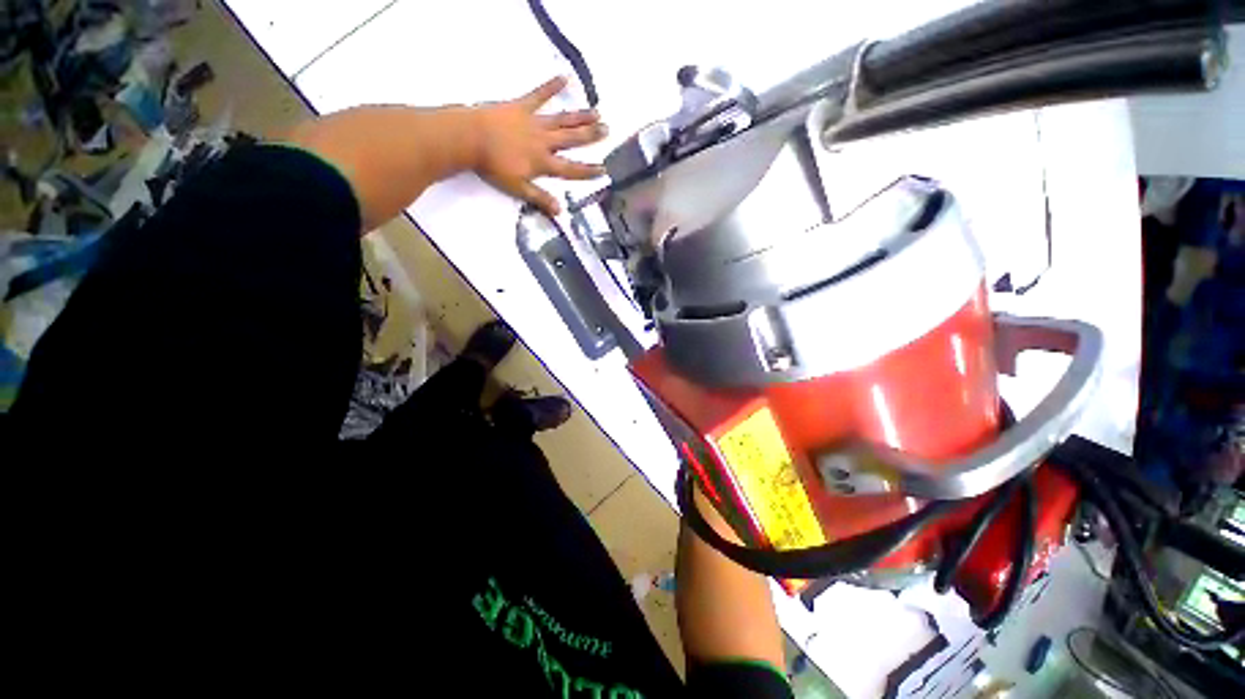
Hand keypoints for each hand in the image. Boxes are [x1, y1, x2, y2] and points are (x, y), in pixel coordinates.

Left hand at [473, 76, 606, 215]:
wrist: (470, 138)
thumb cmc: (493, 167)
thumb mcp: (518, 188)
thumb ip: (540, 198)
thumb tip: (560, 211)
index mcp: (543, 162)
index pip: (570, 169)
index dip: (587, 170)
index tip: (603, 169)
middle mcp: (544, 141)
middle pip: (571, 139)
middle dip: (590, 136)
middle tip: (607, 130)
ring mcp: (534, 122)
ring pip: (562, 119)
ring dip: (580, 116)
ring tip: (596, 112)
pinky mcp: (522, 107)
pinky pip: (539, 95)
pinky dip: (551, 86)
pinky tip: (564, 77)